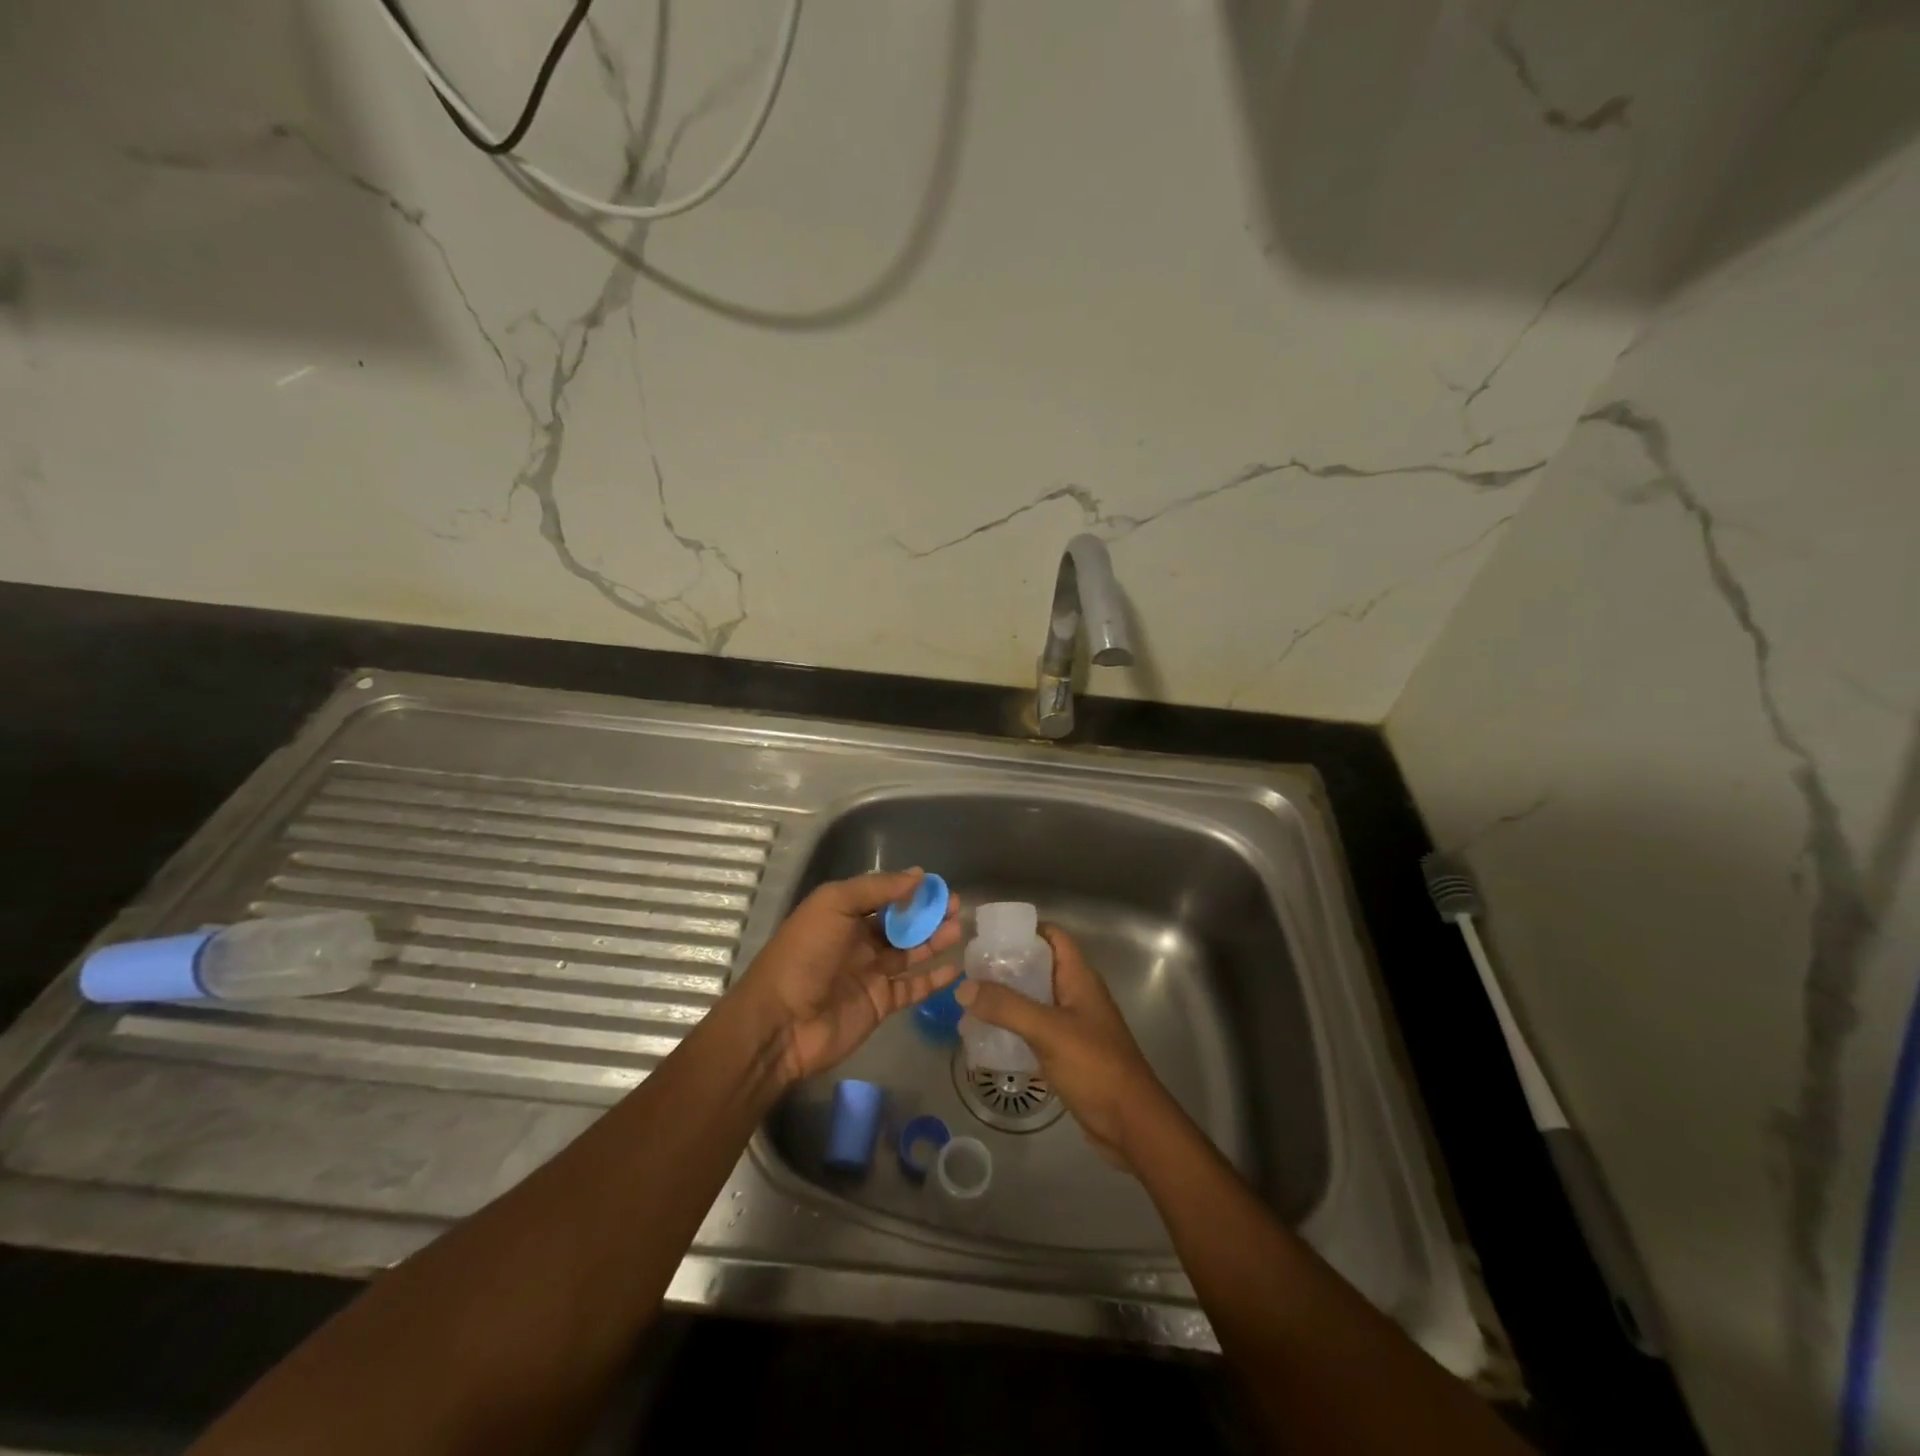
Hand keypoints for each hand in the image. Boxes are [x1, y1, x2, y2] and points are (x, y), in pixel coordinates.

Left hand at [735, 869, 961, 1084]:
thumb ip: (876, 888)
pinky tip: (955, 967)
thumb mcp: (833, 905)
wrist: (781, 1023)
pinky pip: (913, 987)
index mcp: (842, 914)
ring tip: (959, 929)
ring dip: (934, 940)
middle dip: (928, 913)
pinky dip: (933, 978)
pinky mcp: (880, 1003)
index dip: (910, 890)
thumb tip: (919, 875)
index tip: (938, 885)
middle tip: (957, 906)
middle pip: (900, 923)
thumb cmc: (804, 955)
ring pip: (910, 952)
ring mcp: (871, 973)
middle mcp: (858, 941)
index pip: (883, 895)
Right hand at [954, 924, 1172, 1170]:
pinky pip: (1036, 1031)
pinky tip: (988, 1038)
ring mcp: (1074, 1025)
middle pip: (1039, 968)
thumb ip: (1006, 1007)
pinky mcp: (1069, 1053)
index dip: (1024, 930)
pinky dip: (1014, 1030)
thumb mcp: (1048, 1031)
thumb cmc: (1095, 1066)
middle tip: (969, 972)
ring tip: (971, 1003)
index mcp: (1080, 978)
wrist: (1131, 1125)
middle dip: (1007, 967)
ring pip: (1035, 1001)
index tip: (988, 936)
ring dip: (1007, 1000)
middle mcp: (1078, 995)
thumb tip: (964, 988)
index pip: (1053, 936)